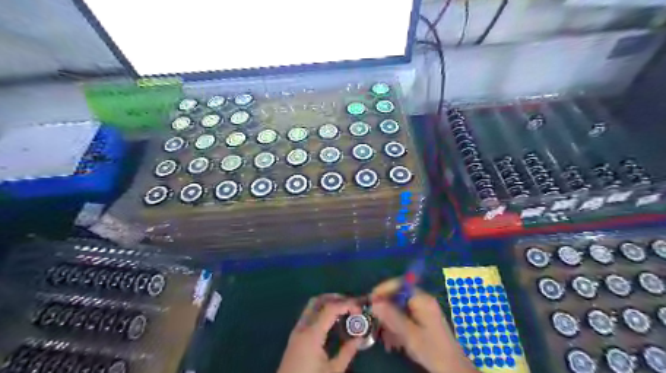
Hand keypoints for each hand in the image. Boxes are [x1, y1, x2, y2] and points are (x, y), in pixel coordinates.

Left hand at [278, 294, 363, 372]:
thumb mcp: (333, 371)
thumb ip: (347, 352)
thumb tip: (359, 338)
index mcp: (312, 334)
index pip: (330, 308)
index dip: (346, 304)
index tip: (359, 309)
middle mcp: (302, 327)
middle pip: (318, 300)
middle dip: (336, 298)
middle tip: (351, 305)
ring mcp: (296, 330)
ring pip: (311, 305)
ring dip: (327, 303)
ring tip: (343, 310)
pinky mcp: (295, 336)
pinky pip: (308, 314)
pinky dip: (321, 310)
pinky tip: (331, 320)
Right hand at [373, 279, 476, 372]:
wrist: (453, 369)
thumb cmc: (432, 349)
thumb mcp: (409, 334)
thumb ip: (391, 316)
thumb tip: (374, 303)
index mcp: (422, 299)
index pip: (399, 284)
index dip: (384, 289)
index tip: (371, 300)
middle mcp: (423, 301)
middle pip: (398, 296)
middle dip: (385, 309)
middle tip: (374, 320)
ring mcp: (424, 310)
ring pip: (400, 308)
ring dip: (390, 321)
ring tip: (384, 337)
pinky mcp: (423, 320)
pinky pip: (405, 317)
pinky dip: (397, 327)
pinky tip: (393, 342)